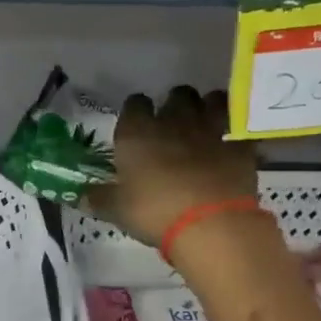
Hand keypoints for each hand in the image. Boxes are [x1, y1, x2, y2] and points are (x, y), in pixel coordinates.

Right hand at [86, 85, 258, 246]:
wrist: (211, 225)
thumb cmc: (154, 213)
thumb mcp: (116, 210)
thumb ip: (99, 198)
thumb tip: (80, 196)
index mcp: (137, 133)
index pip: (134, 103)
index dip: (135, 111)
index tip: (136, 124)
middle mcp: (173, 122)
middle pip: (177, 95)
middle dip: (175, 104)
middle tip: (172, 123)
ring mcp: (210, 131)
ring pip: (212, 100)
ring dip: (208, 107)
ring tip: (204, 123)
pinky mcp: (240, 147)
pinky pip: (240, 129)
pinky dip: (236, 133)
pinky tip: (232, 143)